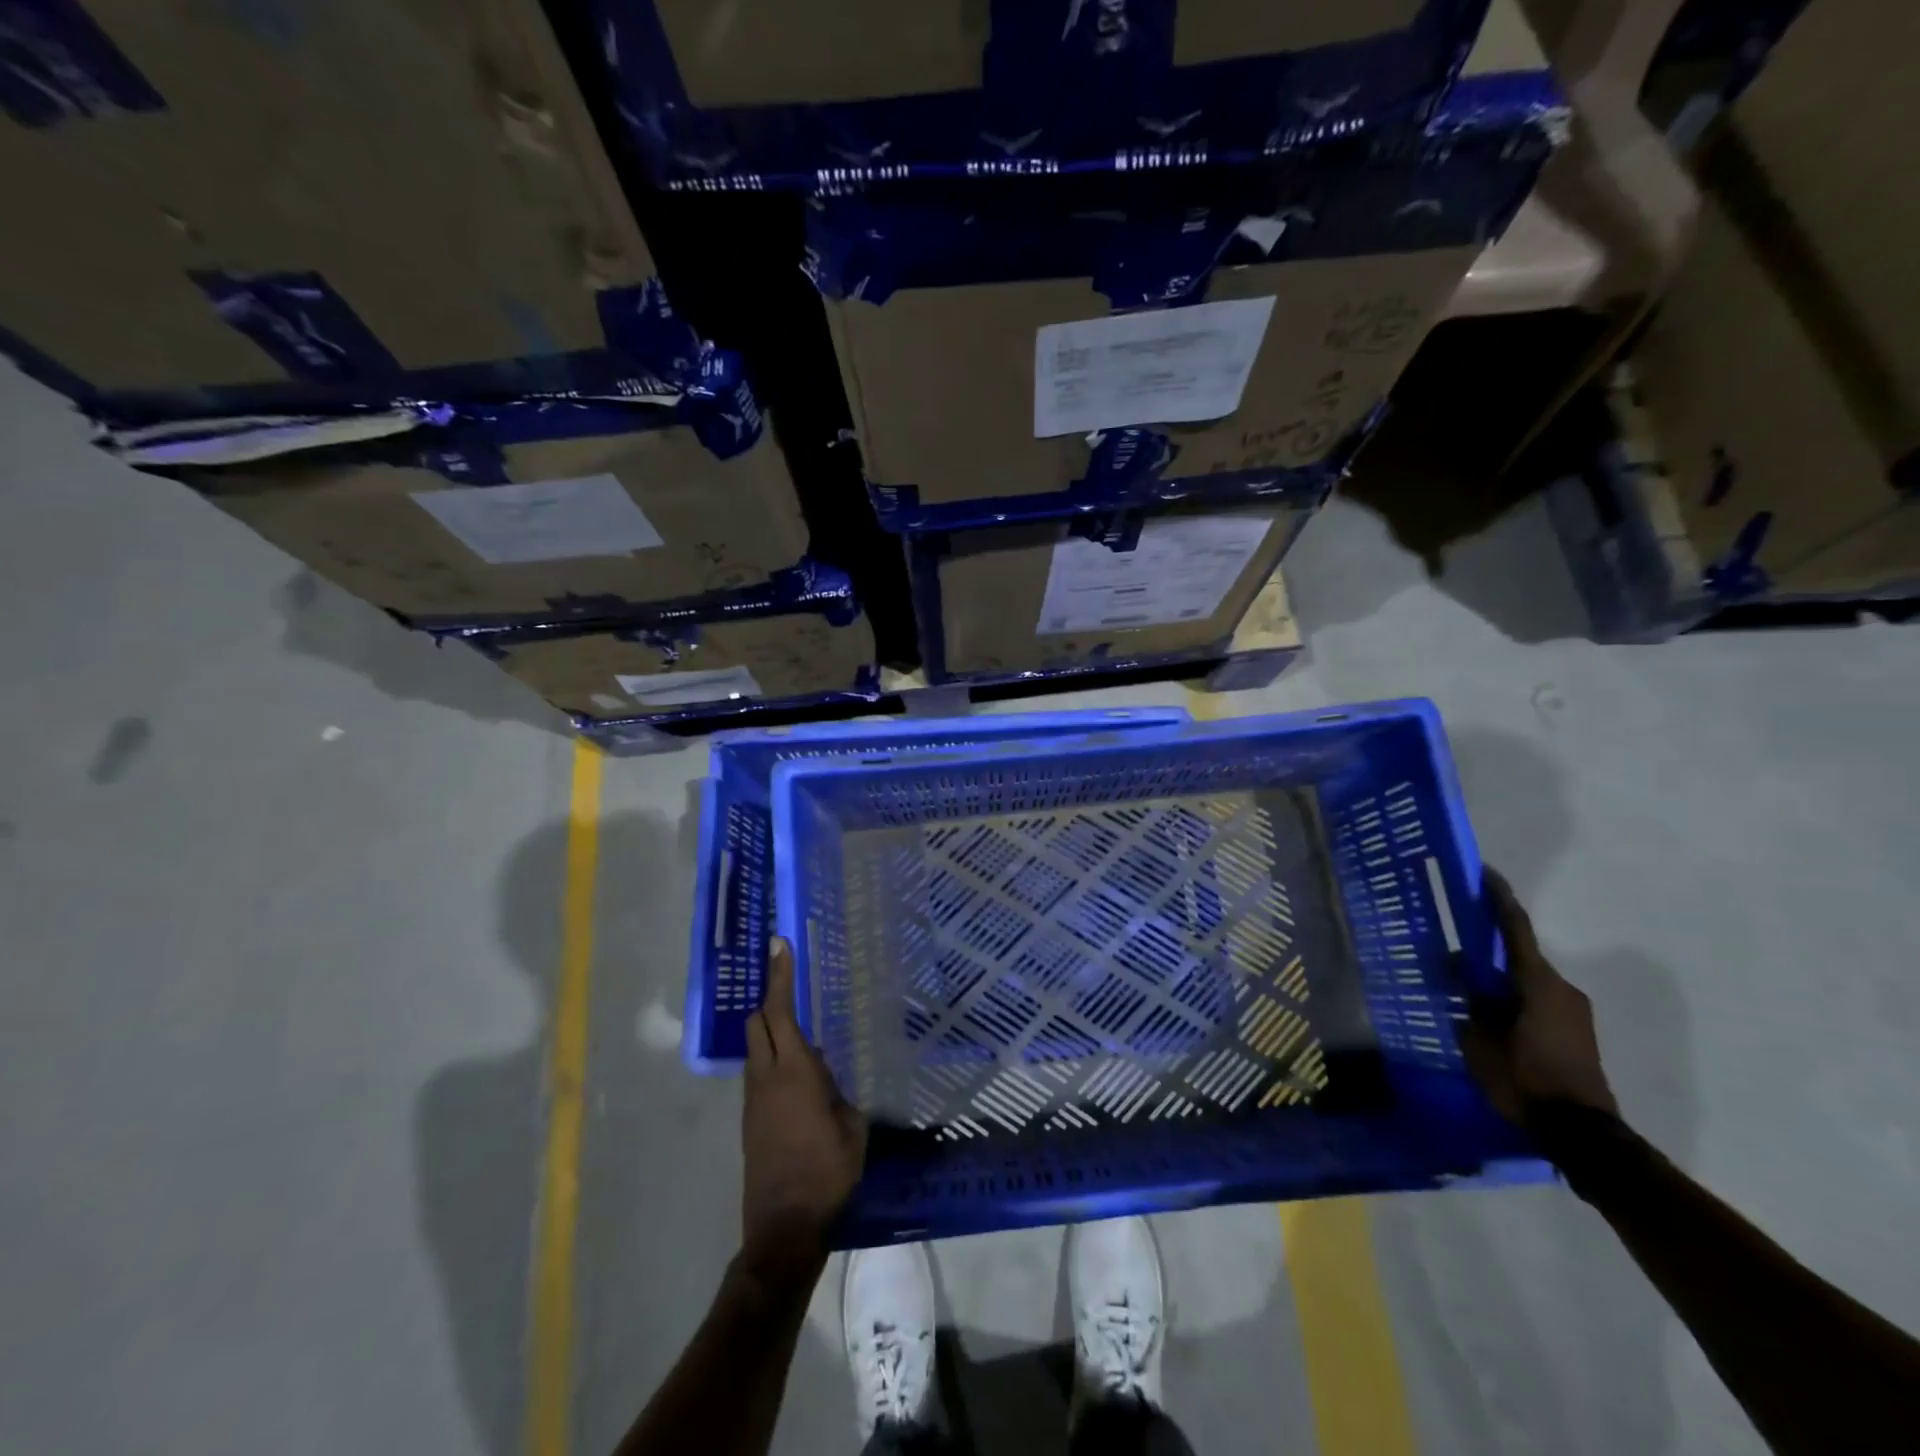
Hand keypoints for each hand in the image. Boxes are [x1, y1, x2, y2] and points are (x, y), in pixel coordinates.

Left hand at [740, 936, 865, 1279]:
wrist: (783, 1227)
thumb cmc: (827, 1173)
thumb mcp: (852, 1127)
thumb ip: (842, 1091)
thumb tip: (835, 1073)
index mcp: (795, 1072)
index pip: (781, 1012)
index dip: (780, 976)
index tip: (779, 945)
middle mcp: (766, 1077)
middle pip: (758, 1022)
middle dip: (771, 997)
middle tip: (790, 979)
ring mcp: (753, 1099)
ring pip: (755, 1047)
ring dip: (771, 1029)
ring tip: (800, 1028)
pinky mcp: (749, 1119)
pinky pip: (758, 1072)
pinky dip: (772, 1057)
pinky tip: (797, 1072)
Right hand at [1461, 868, 1618, 1123]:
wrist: (1583, 1134)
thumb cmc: (1525, 1079)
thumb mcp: (1480, 1038)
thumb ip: (1469, 998)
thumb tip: (1457, 965)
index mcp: (1538, 982)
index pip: (1515, 928)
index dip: (1498, 898)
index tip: (1485, 872)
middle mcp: (1562, 988)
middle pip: (1520, 956)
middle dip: (1488, 949)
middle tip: (1456, 947)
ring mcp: (1575, 1012)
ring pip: (1527, 982)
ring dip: (1500, 980)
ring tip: (1468, 989)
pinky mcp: (1577, 1033)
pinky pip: (1537, 1002)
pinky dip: (1513, 999)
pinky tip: (1490, 1016)